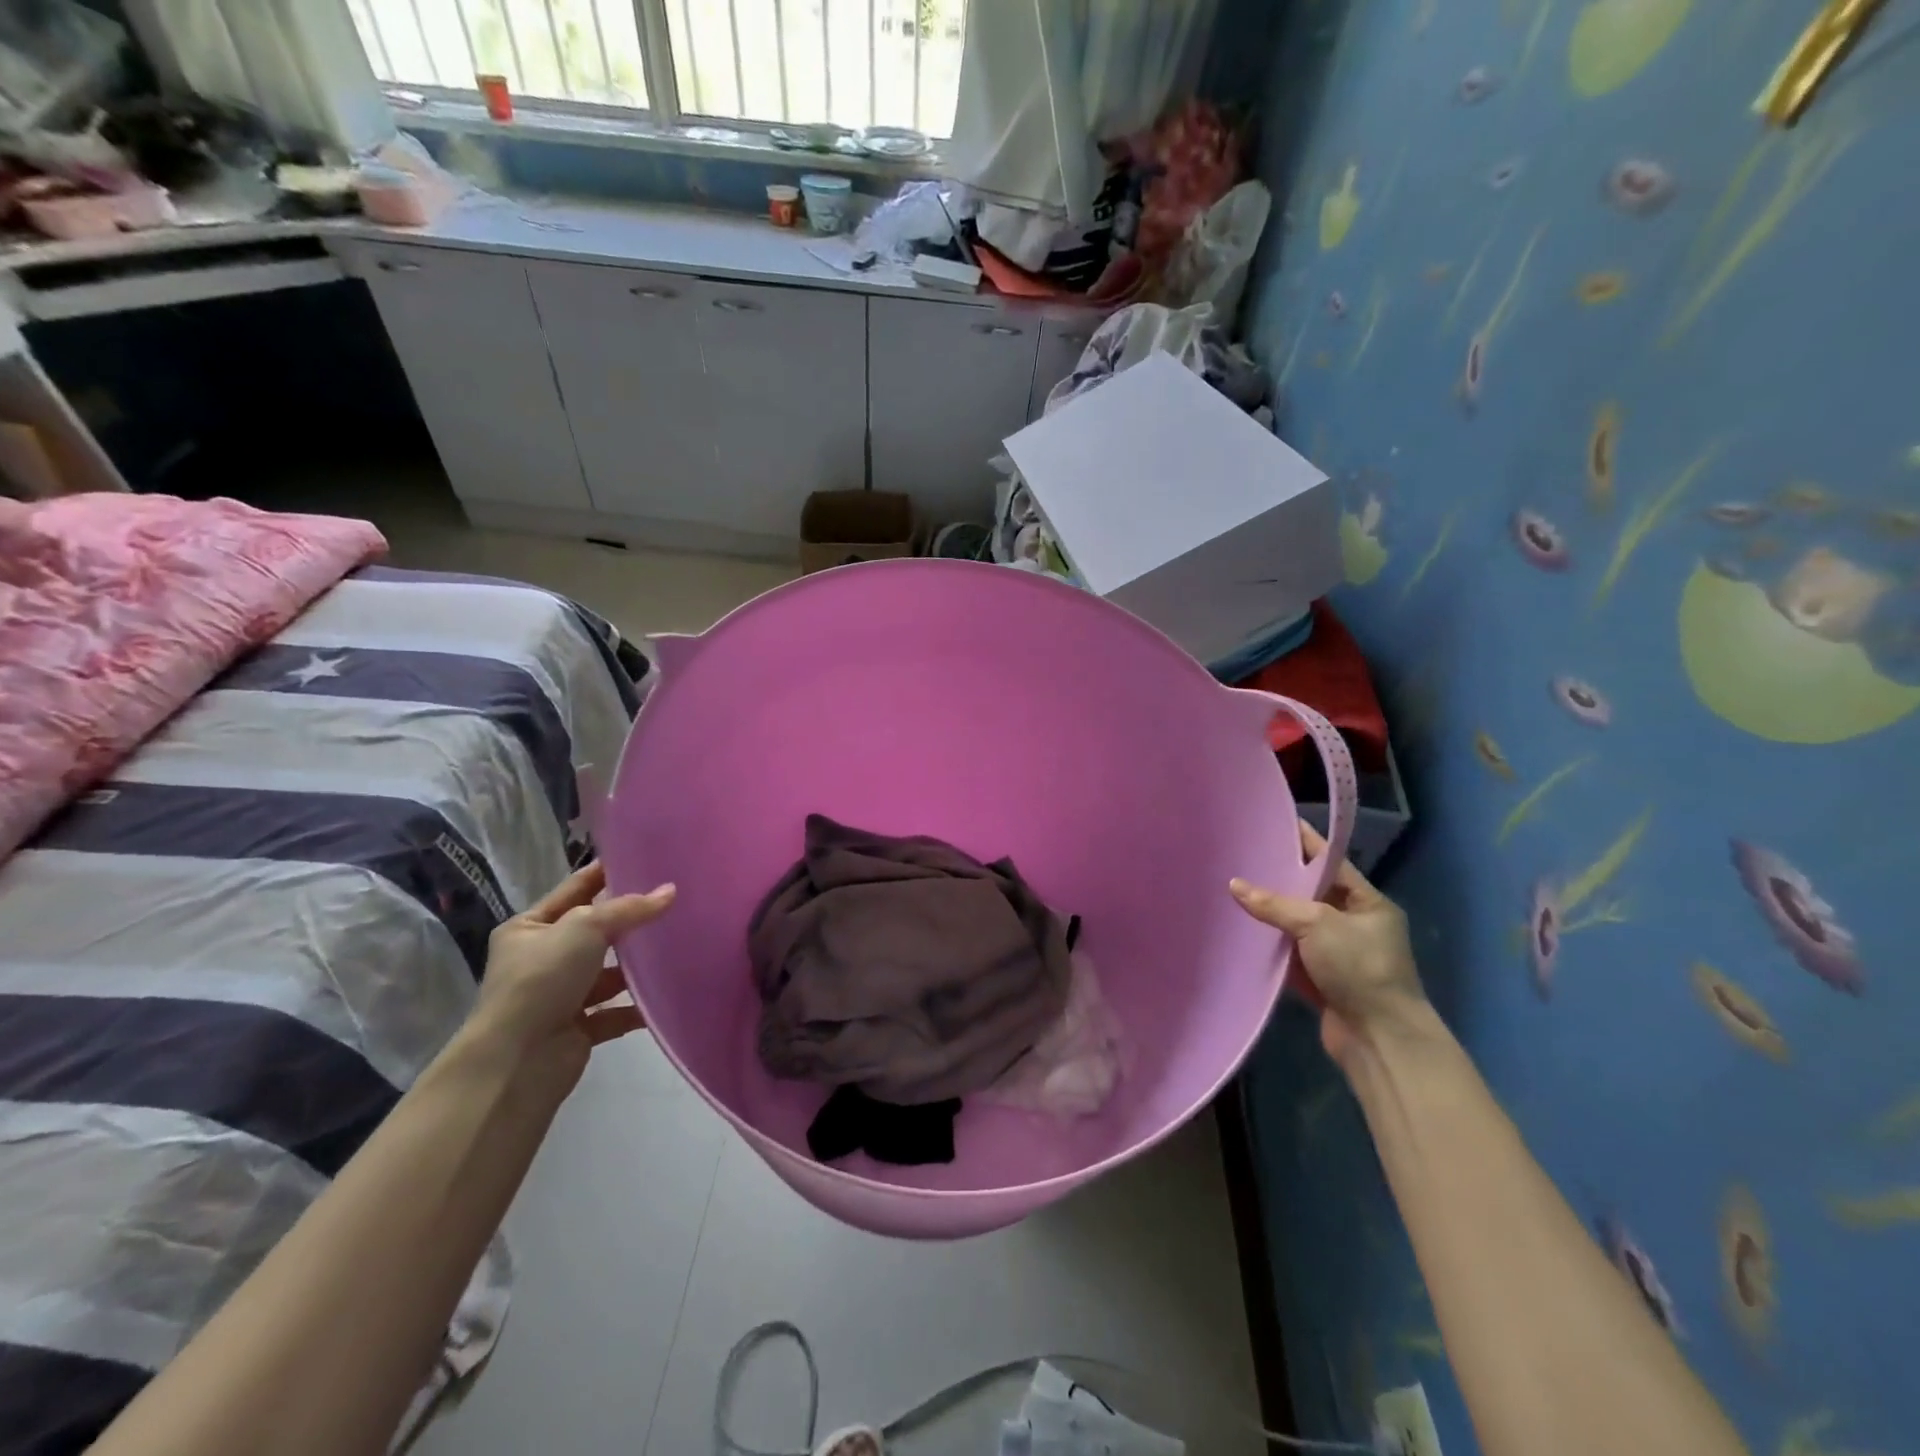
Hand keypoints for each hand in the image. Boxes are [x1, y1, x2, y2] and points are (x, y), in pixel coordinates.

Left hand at [472, 862, 675, 1088]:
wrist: (517, 1061)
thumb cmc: (542, 979)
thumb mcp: (585, 928)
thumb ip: (629, 908)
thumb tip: (671, 891)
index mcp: (529, 928)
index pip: (574, 890)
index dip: (605, 874)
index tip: (643, 858)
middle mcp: (542, 959)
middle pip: (595, 932)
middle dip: (629, 921)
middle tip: (673, 901)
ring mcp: (559, 995)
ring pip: (607, 972)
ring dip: (636, 966)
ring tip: (679, 946)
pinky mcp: (577, 1028)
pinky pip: (615, 1011)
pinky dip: (638, 1006)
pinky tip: (667, 994)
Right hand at [1231, 821, 1424, 1070]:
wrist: (1379, 1039)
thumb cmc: (1359, 968)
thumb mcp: (1317, 925)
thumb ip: (1275, 903)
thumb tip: (1234, 885)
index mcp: (1368, 903)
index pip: (1331, 863)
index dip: (1305, 844)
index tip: (1276, 824)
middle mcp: (1354, 924)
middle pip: (1311, 894)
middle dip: (1280, 880)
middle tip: (1243, 858)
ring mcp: (1337, 954)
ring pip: (1297, 925)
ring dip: (1271, 915)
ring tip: (1233, 890)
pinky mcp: (1321, 980)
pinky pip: (1290, 955)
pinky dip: (1270, 947)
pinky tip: (1242, 933)